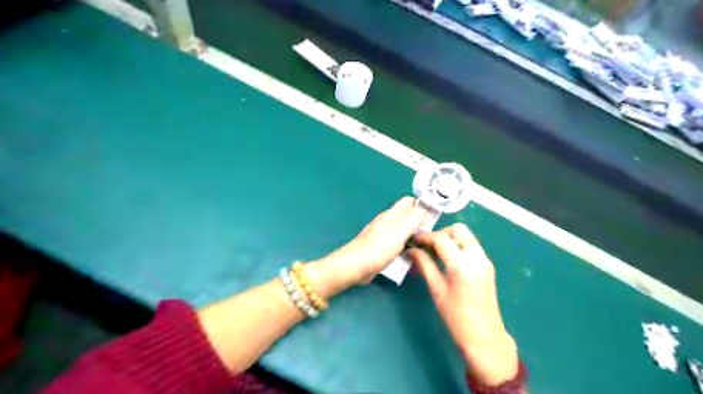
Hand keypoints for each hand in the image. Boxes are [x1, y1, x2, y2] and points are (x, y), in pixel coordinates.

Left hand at [308, 197, 427, 295]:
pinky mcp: (381, 247)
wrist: (356, 266)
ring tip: (427, 246)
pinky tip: (412, 256)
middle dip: (421, 222)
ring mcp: (384, 235)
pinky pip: (398, 243)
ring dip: (414, 236)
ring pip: (404, 231)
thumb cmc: (379, 247)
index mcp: (392, 214)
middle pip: (408, 216)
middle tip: (433, 235)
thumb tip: (425, 208)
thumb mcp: (399, 231)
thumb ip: (413, 218)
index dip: (422, 205)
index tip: (436, 215)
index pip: (409, 201)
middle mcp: (388, 221)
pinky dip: (406, 247)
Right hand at [410, 224, 517, 388]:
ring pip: (466, 236)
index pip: (441, 239)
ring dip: (450, 238)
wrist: (484, 336)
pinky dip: (458, 246)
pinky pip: (471, 246)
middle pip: (458, 230)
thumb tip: (411, 250)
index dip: (425, 237)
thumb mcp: (436, 289)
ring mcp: (485, 260)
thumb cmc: (455, 316)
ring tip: (435, 252)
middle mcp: (477, 257)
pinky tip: (447, 259)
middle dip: (441, 233)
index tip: (413, 240)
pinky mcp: (487, 265)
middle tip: (427, 246)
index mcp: (462, 264)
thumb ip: (424, 264)